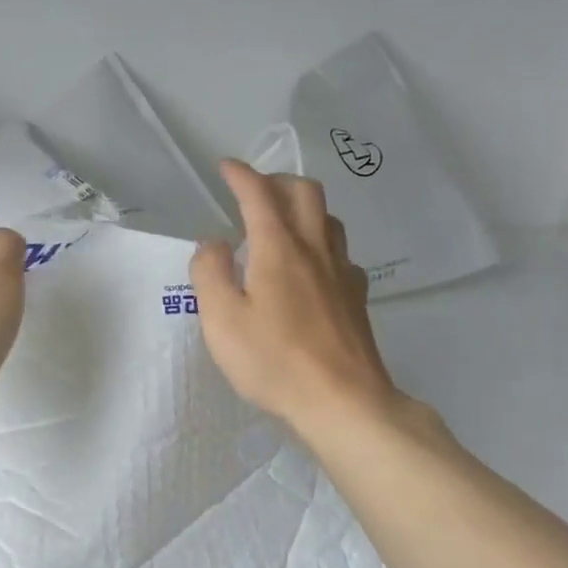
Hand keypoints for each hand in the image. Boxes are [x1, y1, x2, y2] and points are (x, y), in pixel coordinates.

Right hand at [192, 159, 423, 439]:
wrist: (343, 401)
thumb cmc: (274, 360)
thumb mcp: (222, 320)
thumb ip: (210, 273)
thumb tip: (213, 244)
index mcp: (278, 249)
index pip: (259, 195)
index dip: (241, 175)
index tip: (225, 166)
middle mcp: (315, 250)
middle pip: (305, 193)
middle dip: (277, 181)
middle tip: (254, 191)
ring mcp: (342, 273)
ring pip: (329, 219)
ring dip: (303, 208)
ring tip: (281, 223)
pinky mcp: (357, 298)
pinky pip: (341, 253)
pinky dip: (321, 244)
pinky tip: (312, 268)